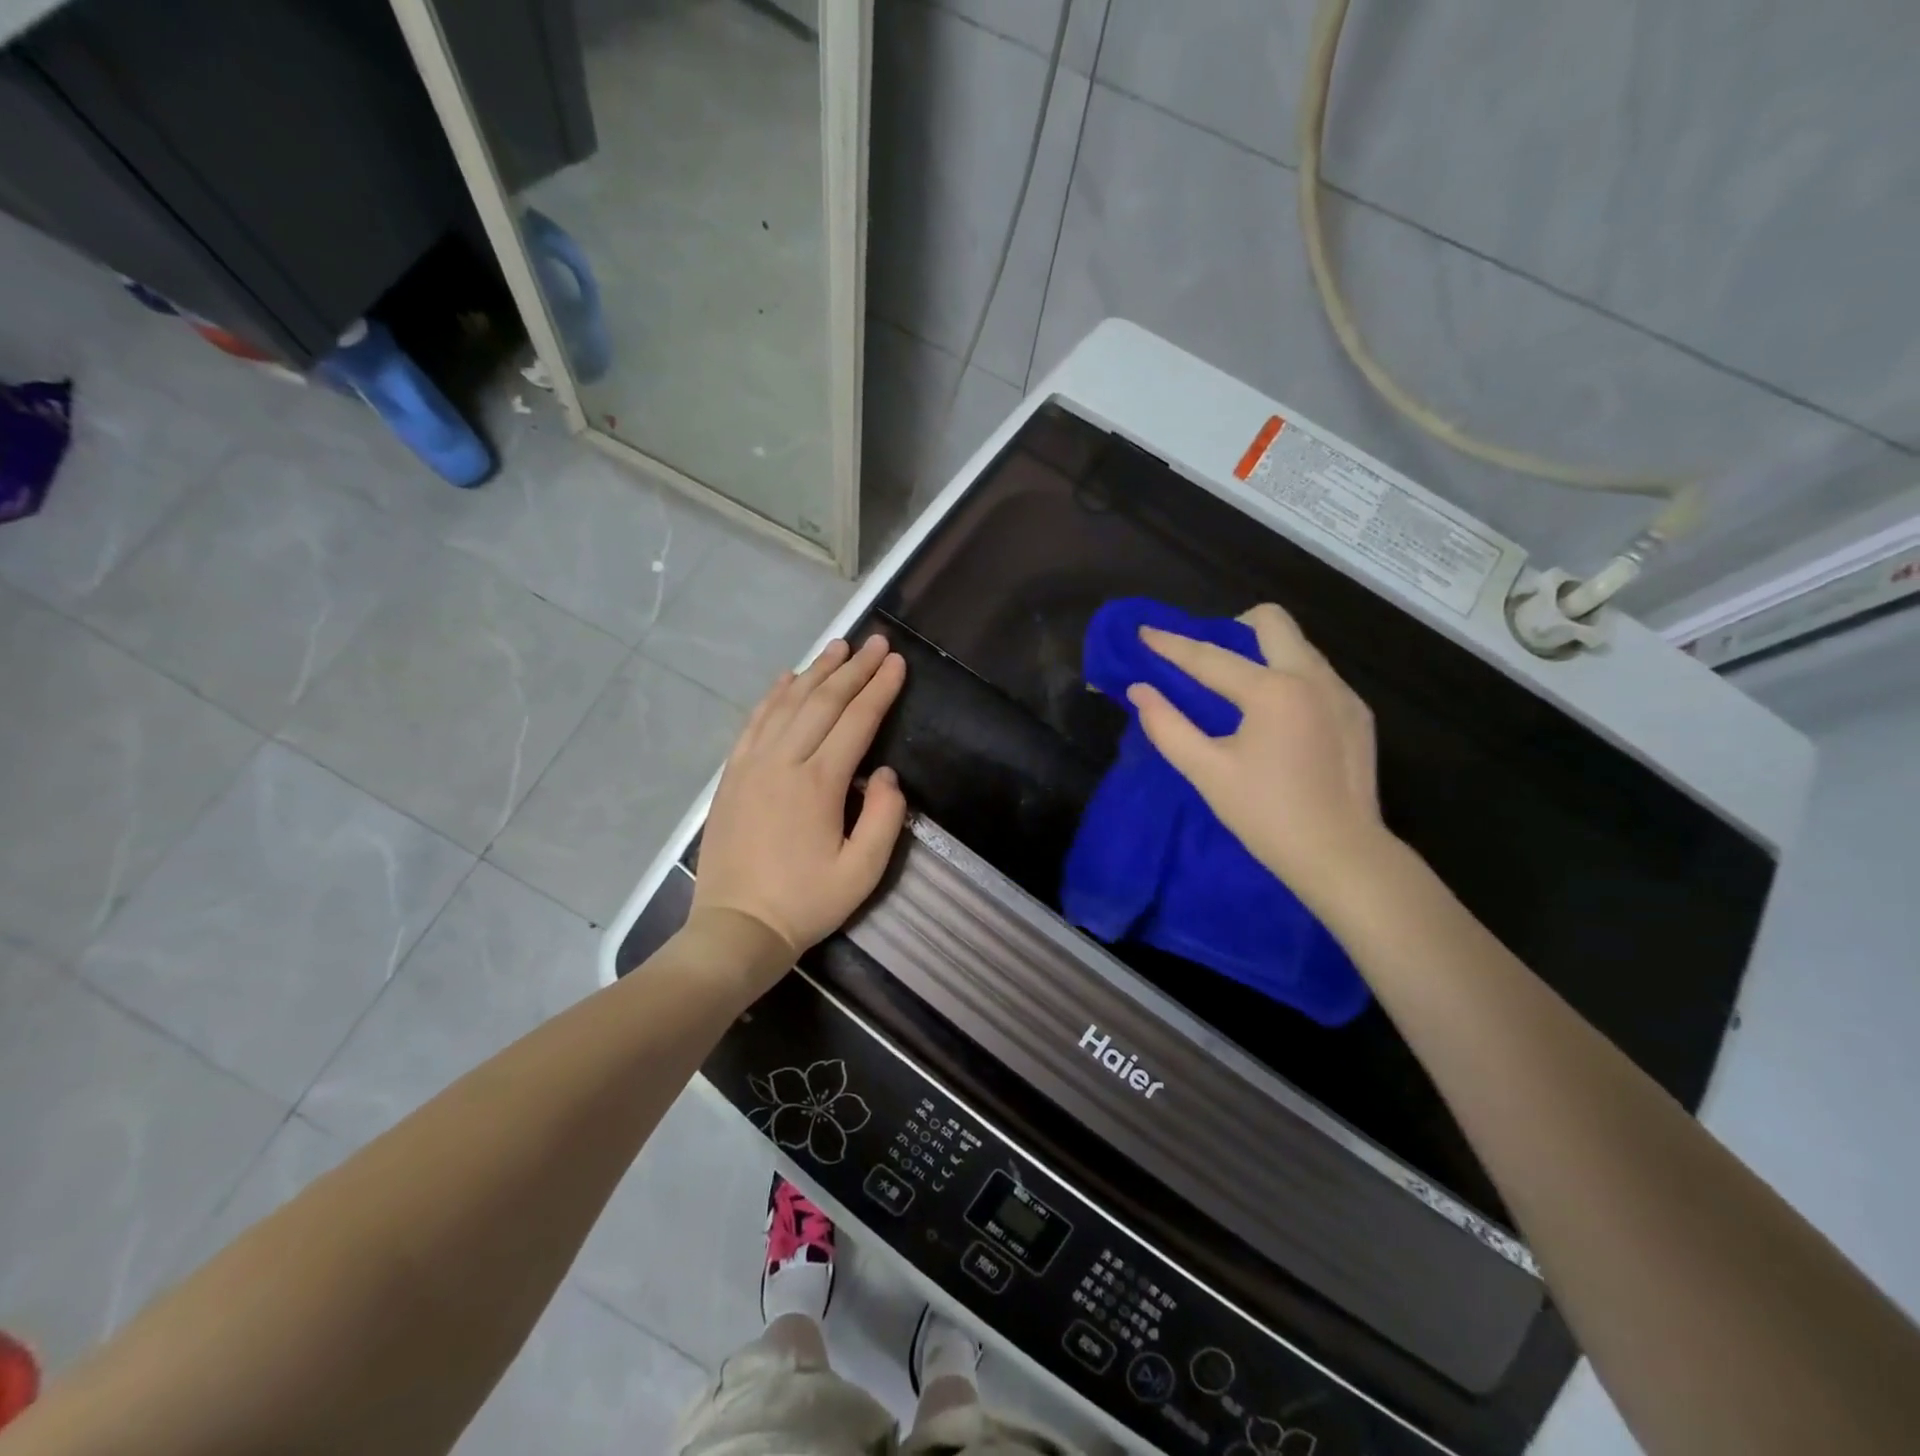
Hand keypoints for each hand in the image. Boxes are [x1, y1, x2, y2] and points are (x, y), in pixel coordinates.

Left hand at [690, 634, 907, 966]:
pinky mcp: (732, 775)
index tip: (898, 662)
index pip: (857, 721)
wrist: (736, 927)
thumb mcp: (862, 872)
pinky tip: (786, 678)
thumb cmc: (806, 903)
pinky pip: (754, 722)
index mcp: (819, 784)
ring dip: (815, 672)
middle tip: (876, 642)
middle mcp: (784, 762)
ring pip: (788, 704)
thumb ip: (884, 817)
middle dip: (854, 669)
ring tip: (838, 647)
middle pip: (823, 702)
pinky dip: (773, 696)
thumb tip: (885, 773)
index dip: (880, 689)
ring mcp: (752, 765)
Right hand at [1129, 603, 1389, 913]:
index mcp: (1273, 691)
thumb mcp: (1207, 772)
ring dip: (1262, 652)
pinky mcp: (1358, 713)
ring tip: (1237, 689)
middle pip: (1271, 621)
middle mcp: (1313, 677)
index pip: (1210, 657)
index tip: (1144, 631)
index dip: (1172, 645)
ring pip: (1298, 645)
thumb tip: (1139, 691)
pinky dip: (1287, 677)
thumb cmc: (1266, 816)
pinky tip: (1276, 718)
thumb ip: (1167, 726)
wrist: (1342, 856)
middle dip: (1232, 628)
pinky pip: (1317, 673)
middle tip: (1207, 659)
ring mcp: (1343, 693)